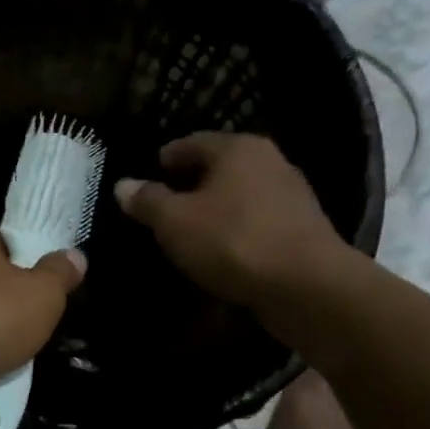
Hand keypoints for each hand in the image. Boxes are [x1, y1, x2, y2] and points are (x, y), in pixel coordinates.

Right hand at [113, 133, 355, 321]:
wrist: (307, 286)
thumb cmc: (233, 241)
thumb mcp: (175, 222)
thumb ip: (147, 201)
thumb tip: (123, 185)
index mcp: (237, 148)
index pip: (191, 142)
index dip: (165, 159)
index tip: (148, 176)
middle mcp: (269, 160)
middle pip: (219, 166)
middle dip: (191, 183)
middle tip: (164, 205)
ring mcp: (291, 193)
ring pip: (240, 193)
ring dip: (216, 207)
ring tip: (190, 230)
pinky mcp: (303, 227)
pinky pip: (257, 219)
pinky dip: (237, 228)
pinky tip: (223, 249)